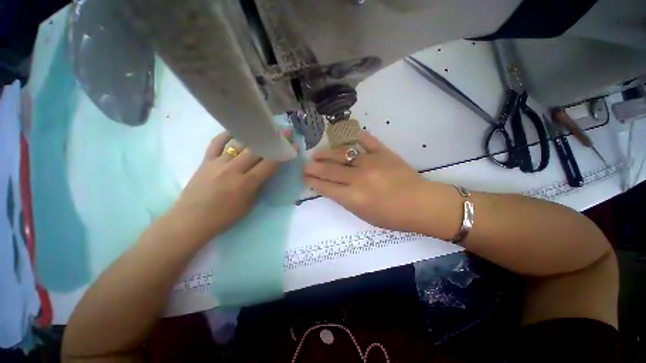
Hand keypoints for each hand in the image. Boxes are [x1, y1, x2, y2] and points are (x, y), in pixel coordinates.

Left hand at [170, 131, 291, 240]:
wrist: (191, 221)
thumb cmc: (224, 217)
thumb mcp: (249, 204)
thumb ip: (258, 185)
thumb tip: (263, 171)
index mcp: (247, 183)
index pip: (270, 164)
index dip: (283, 153)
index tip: (293, 144)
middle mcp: (234, 169)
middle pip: (257, 150)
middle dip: (273, 140)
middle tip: (283, 132)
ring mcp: (218, 163)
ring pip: (239, 144)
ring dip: (255, 136)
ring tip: (264, 129)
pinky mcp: (206, 161)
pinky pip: (217, 143)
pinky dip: (227, 134)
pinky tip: (236, 130)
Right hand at [303, 131, 427, 231]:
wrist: (421, 204)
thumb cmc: (392, 216)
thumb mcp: (364, 215)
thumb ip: (346, 200)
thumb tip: (332, 187)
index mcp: (353, 197)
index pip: (325, 187)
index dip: (312, 181)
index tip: (304, 177)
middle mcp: (358, 178)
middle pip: (329, 169)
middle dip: (313, 167)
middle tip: (305, 164)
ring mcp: (371, 162)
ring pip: (342, 153)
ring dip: (327, 153)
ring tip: (318, 153)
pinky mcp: (383, 152)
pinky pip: (366, 140)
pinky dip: (355, 136)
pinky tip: (345, 136)